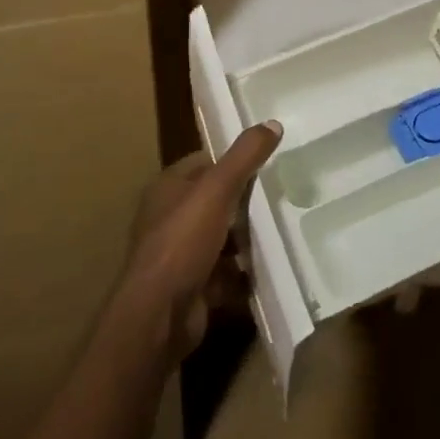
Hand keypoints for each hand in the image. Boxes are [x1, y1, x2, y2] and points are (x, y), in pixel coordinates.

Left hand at [123, 121, 281, 362]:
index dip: (232, 162)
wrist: (160, 316)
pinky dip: (242, 274)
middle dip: (244, 204)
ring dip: (245, 241)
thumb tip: (273, 123)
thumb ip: (245, 156)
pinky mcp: (191, 287)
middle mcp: (169, 218)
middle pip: (214, 202)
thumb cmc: (183, 242)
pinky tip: (267, 269)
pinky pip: (224, 274)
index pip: (204, 163)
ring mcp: (178, 255)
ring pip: (220, 238)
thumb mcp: (217, 190)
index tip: (266, 163)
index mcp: (167, 188)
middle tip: (279, 199)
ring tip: (280, 233)